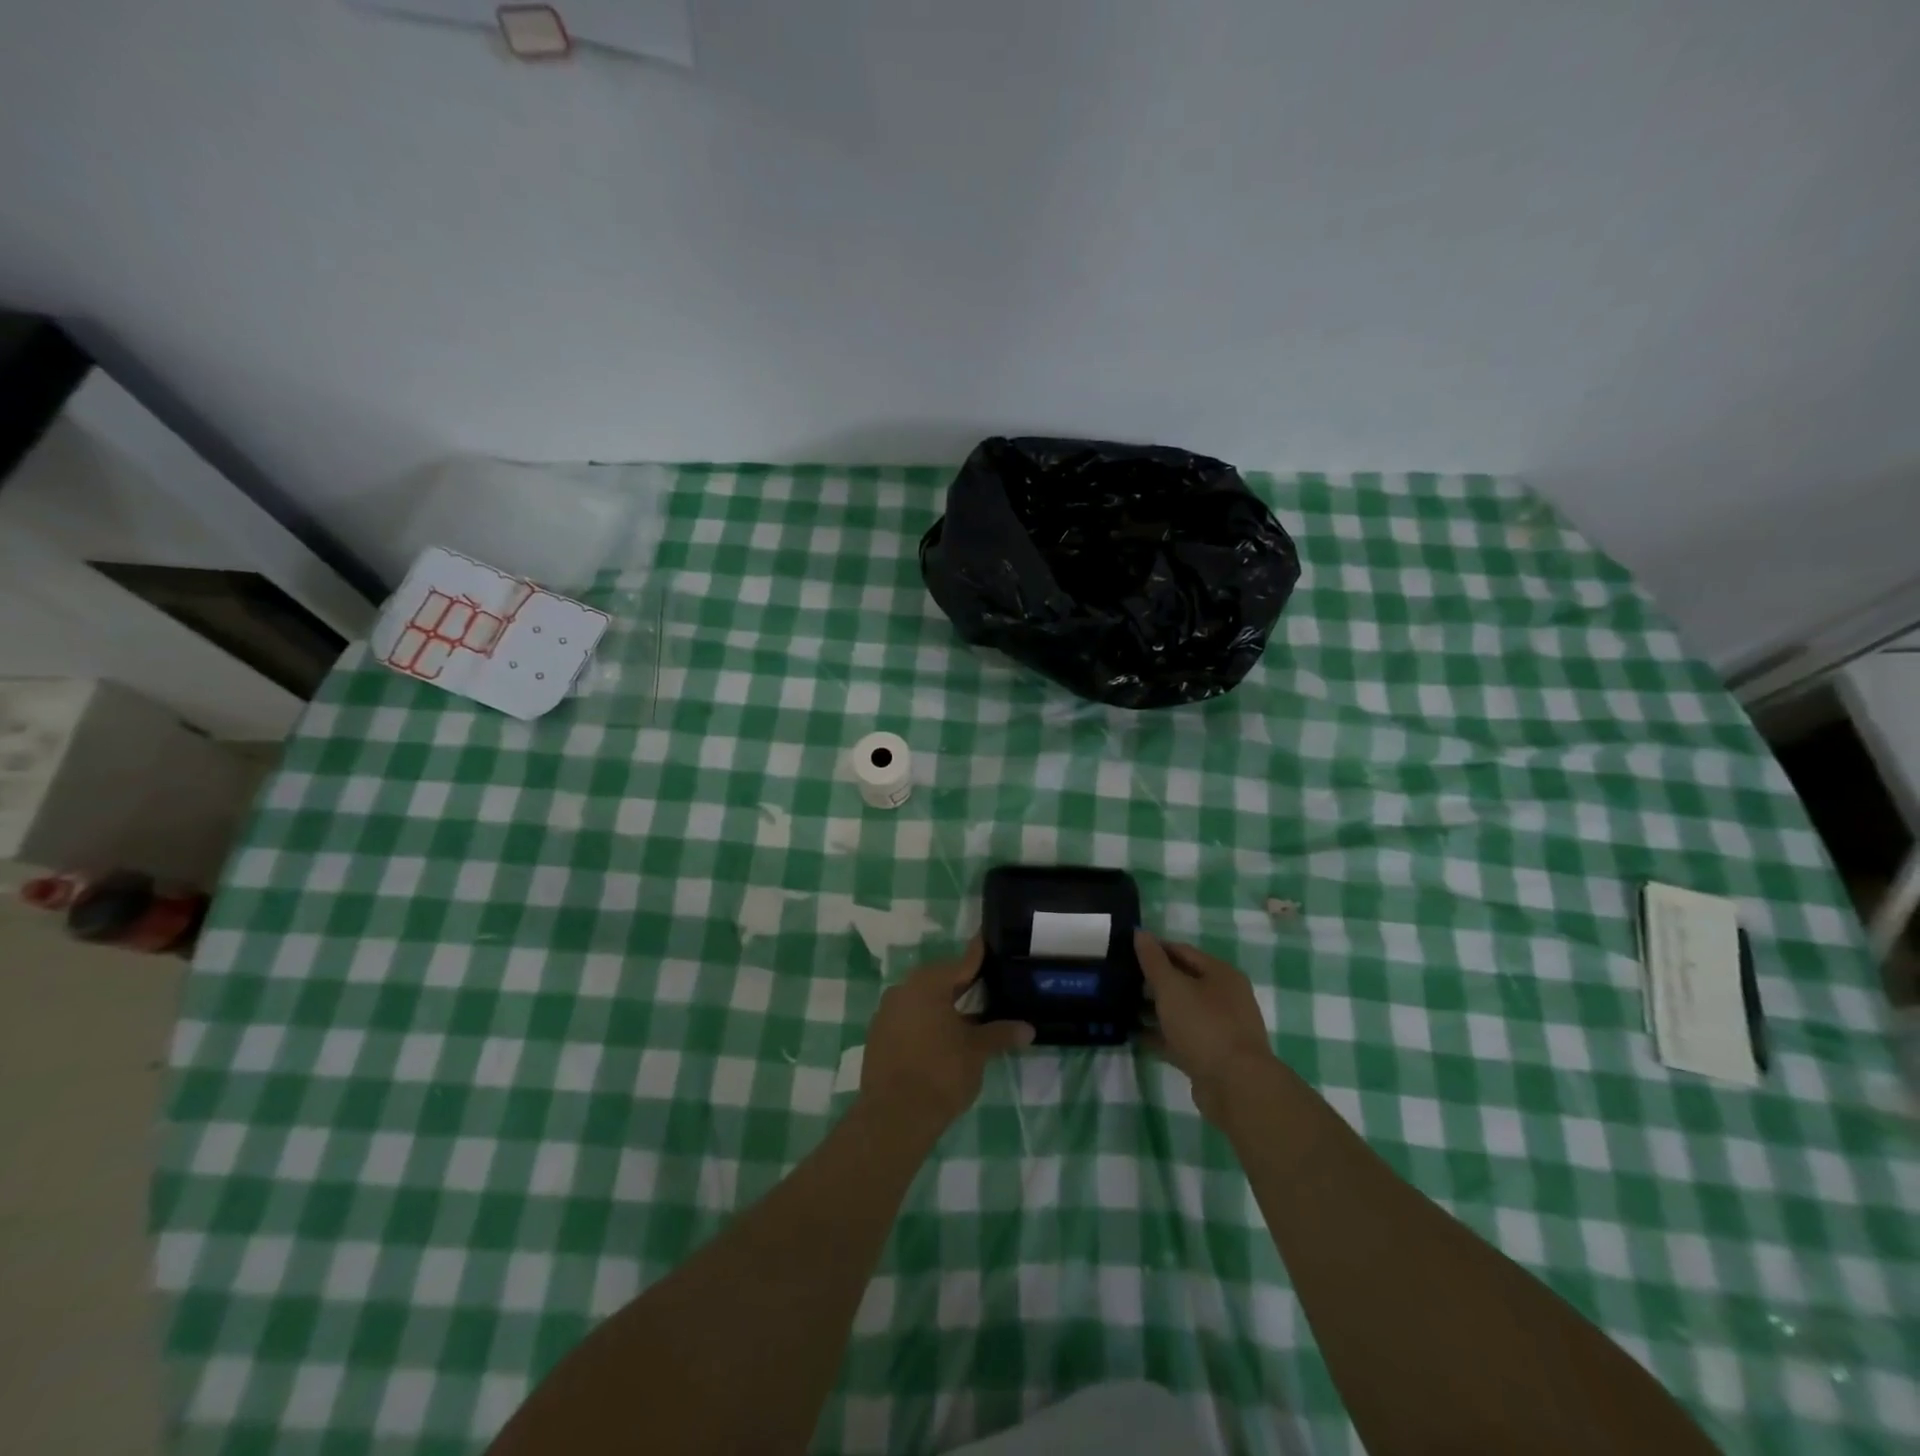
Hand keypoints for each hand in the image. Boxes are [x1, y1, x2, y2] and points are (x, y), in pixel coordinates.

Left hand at [858, 938, 1033, 1133]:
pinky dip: (925, 1021)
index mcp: (928, 984)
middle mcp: (903, 990)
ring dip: (942, 1004)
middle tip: (985, 984)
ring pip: (921, 999)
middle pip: (938, 980)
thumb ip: (1000, 1034)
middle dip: (961, 983)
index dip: (977, 956)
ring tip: (967, 1014)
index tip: (987, 943)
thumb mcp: (977, 1051)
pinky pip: (907, 1018)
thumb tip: (1028, 1028)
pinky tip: (941, 1037)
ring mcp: (886, 1013)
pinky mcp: (877, 1036)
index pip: (960, 963)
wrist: (894, 1117)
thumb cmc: (941, 1073)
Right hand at [1135, 930, 1279, 1123]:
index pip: (1182, 951)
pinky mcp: (1211, 1055)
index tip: (1125, 951)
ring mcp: (1219, 1028)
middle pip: (1182, 981)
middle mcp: (1224, 997)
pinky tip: (1134, 1034)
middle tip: (1120, 980)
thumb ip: (1153, 960)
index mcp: (1220, 974)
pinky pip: (1179, 1037)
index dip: (1154, 949)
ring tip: (1121, 1006)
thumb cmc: (1204, 1026)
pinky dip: (1159, 1034)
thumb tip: (1139, 932)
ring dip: (1153, 1009)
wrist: (1236, 1086)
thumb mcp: (1172, 988)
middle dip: (1152, 981)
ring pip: (1180, 1011)